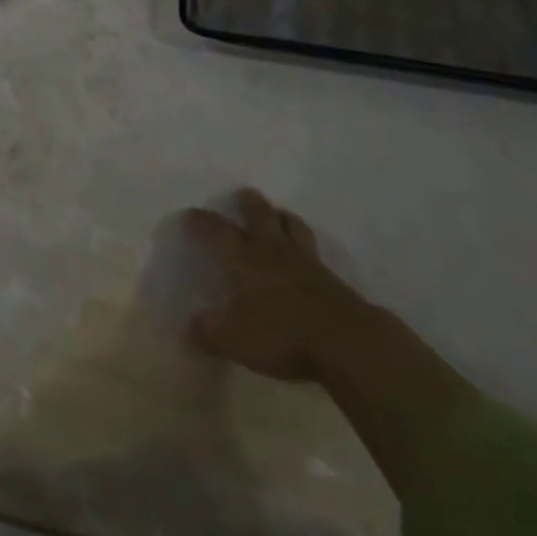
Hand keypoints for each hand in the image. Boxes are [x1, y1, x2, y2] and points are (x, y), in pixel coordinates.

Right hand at [183, 187, 370, 382]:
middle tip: (244, 193)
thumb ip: (209, 332)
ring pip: (293, 228)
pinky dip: (307, 247)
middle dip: (249, 204)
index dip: (203, 222)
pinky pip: (315, 253)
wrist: (347, 342)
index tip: (191, 214)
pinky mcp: (333, 280)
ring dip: (283, 218)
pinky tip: (307, 256)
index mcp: (245, 259)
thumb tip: (189, 327)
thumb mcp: (235, 339)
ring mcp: (307, 263)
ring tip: (279, 214)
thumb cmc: (282, 334)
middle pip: (260, 216)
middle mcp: (274, 252)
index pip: (218, 231)